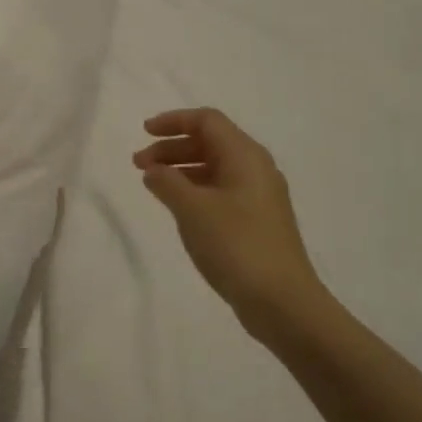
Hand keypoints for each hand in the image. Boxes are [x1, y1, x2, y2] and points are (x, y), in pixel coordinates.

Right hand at [134, 108, 330, 345]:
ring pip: (214, 167)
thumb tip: (154, 169)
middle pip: (210, 142)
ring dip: (180, 169)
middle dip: (172, 147)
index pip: (207, 121)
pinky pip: (220, 190)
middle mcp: (255, 169)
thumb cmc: (236, 245)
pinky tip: (177, 206)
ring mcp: (259, 196)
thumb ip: (167, 182)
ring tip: (152, 184)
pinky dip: (194, 189)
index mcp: (245, 156)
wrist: (282, 301)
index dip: (173, 121)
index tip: (144, 132)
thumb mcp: (192, 209)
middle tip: (138, 163)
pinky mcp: (256, 220)